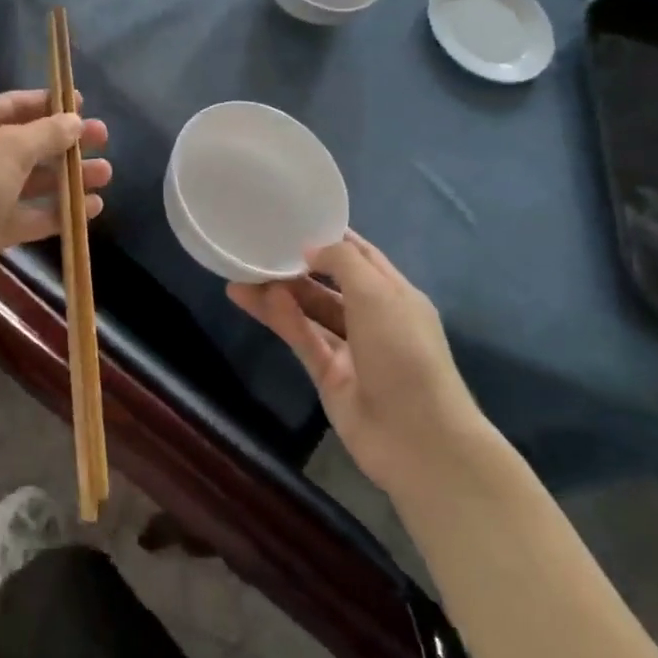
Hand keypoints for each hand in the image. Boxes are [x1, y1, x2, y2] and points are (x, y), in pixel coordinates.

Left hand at [0, 89, 110, 310]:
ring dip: (67, 179)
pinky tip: (90, 210)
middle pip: (27, 144)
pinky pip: (29, 216)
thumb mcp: (7, 149)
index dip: (49, 104)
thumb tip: (74, 120)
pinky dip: (57, 212)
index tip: (85, 106)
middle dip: (65, 144)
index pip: (14, 106)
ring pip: (31, 182)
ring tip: (105, 176)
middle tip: (104, 141)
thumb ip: (45, 134)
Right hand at [228, 232, 481, 493]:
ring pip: (309, 313)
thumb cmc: (404, 352)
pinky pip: (302, 339)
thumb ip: (342, 262)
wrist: (417, 438)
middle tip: (258, 247)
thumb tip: (310, 248)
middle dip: (298, 267)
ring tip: (240, 273)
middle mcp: (374, 319)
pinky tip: (253, 299)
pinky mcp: (329, 376)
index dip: (332, 238)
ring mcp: (351, 350)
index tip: (296, 219)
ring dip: (279, 293)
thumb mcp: (378, 293)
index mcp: (396, 295)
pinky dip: (281, 318)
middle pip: (330, 285)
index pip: (362, 257)